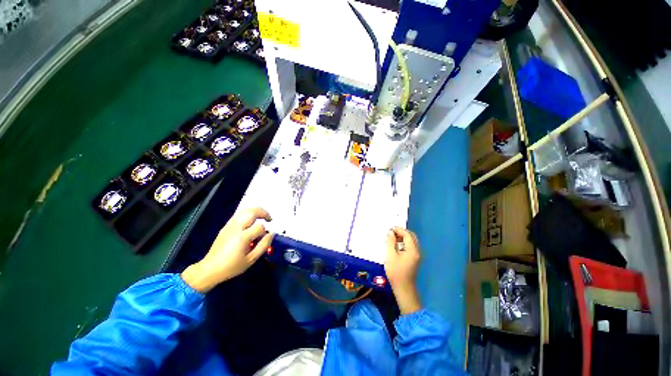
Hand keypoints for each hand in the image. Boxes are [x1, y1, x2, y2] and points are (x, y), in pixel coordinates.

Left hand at [181, 207, 274, 292]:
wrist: (210, 269)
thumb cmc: (231, 266)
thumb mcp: (251, 260)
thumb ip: (264, 245)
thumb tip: (272, 234)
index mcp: (242, 237)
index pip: (259, 227)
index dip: (265, 232)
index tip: (265, 238)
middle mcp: (236, 228)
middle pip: (252, 212)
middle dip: (263, 213)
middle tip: (269, 219)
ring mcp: (230, 225)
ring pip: (245, 210)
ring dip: (256, 211)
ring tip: (262, 217)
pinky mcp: (226, 226)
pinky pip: (239, 214)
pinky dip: (248, 213)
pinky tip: (251, 220)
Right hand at [385, 227, 421, 314]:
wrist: (403, 288)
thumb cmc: (396, 272)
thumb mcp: (390, 256)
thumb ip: (390, 242)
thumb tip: (390, 232)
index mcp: (412, 250)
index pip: (407, 234)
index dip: (398, 230)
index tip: (389, 229)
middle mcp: (417, 251)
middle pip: (411, 236)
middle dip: (401, 232)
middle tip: (391, 233)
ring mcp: (416, 256)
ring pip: (411, 241)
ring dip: (402, 237)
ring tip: (392, 238)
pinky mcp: (414, 259)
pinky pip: (410, 246)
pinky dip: (403, 243)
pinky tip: (395, 246)